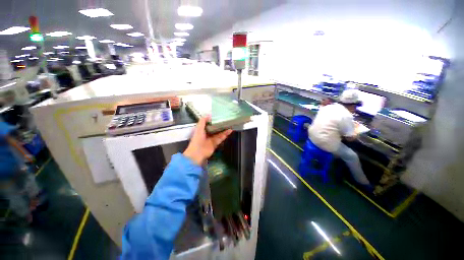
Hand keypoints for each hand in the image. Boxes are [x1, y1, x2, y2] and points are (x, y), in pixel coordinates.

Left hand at [183, 117, 232, 164]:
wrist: (197, 153)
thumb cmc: (197, 140)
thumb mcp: (199, 128)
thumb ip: (203, 121)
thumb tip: (209, 115)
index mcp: (202, 130)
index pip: (208, 124)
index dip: (213, 120)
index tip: (219, 116)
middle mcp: (207, 134)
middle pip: (215, 128)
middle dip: (220, 125)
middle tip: (226, 120)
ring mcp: (211, 139)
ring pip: (219, 133)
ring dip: (224, 129)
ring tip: (230, 124)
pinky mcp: (215, 143)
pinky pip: (221, 138)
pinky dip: (225, 134)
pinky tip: (229, 131)